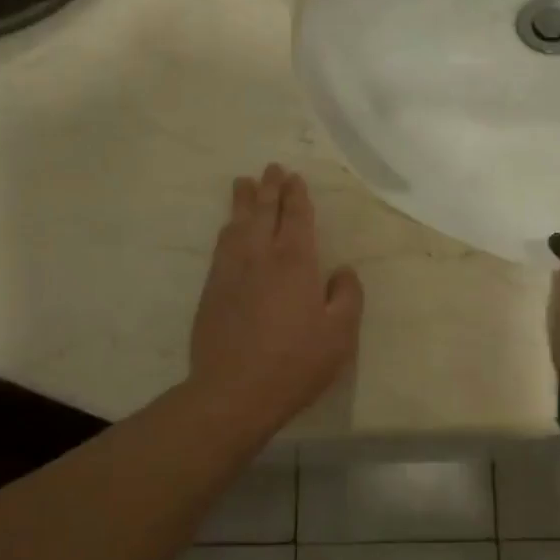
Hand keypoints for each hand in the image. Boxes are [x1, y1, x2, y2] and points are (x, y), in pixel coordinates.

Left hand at [189, 164, 363, 431]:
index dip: (297, 197)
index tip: (294, 178)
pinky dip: (227, 229)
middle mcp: (260, 257)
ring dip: (243, 202)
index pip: (296, 218)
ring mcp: (231, 272)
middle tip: (271, 168)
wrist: (234, 392)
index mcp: (295, 263)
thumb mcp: (340, 334)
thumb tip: (343, 272)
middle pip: (264, 213)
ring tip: (244, 184)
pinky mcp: (211, 291)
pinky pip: (220, 247)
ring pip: (237, 225)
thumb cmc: (295, 363)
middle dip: (269, 188)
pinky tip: (228, 229)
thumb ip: (347, 297)